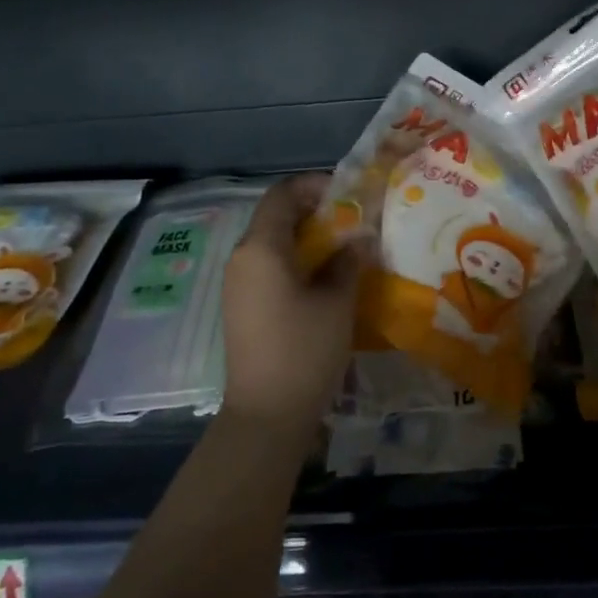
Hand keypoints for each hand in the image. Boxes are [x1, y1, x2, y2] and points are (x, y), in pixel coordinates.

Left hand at [221, 174, 362, 441]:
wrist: (267, 413)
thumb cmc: (304, 349)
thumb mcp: (337, 300)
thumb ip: (347, 260)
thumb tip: (358, 237)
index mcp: (261, 248)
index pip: (282, 193)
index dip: (314, 184)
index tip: (349, 193)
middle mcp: (242, 257)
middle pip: (275, 216)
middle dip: (314, 210)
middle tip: (353, 219)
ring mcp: (239, 283)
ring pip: (272, 242)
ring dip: (306, 236)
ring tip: (345, 246)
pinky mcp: (243, 305)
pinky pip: (268, 266)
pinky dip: (296, 259)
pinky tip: (325, 276)